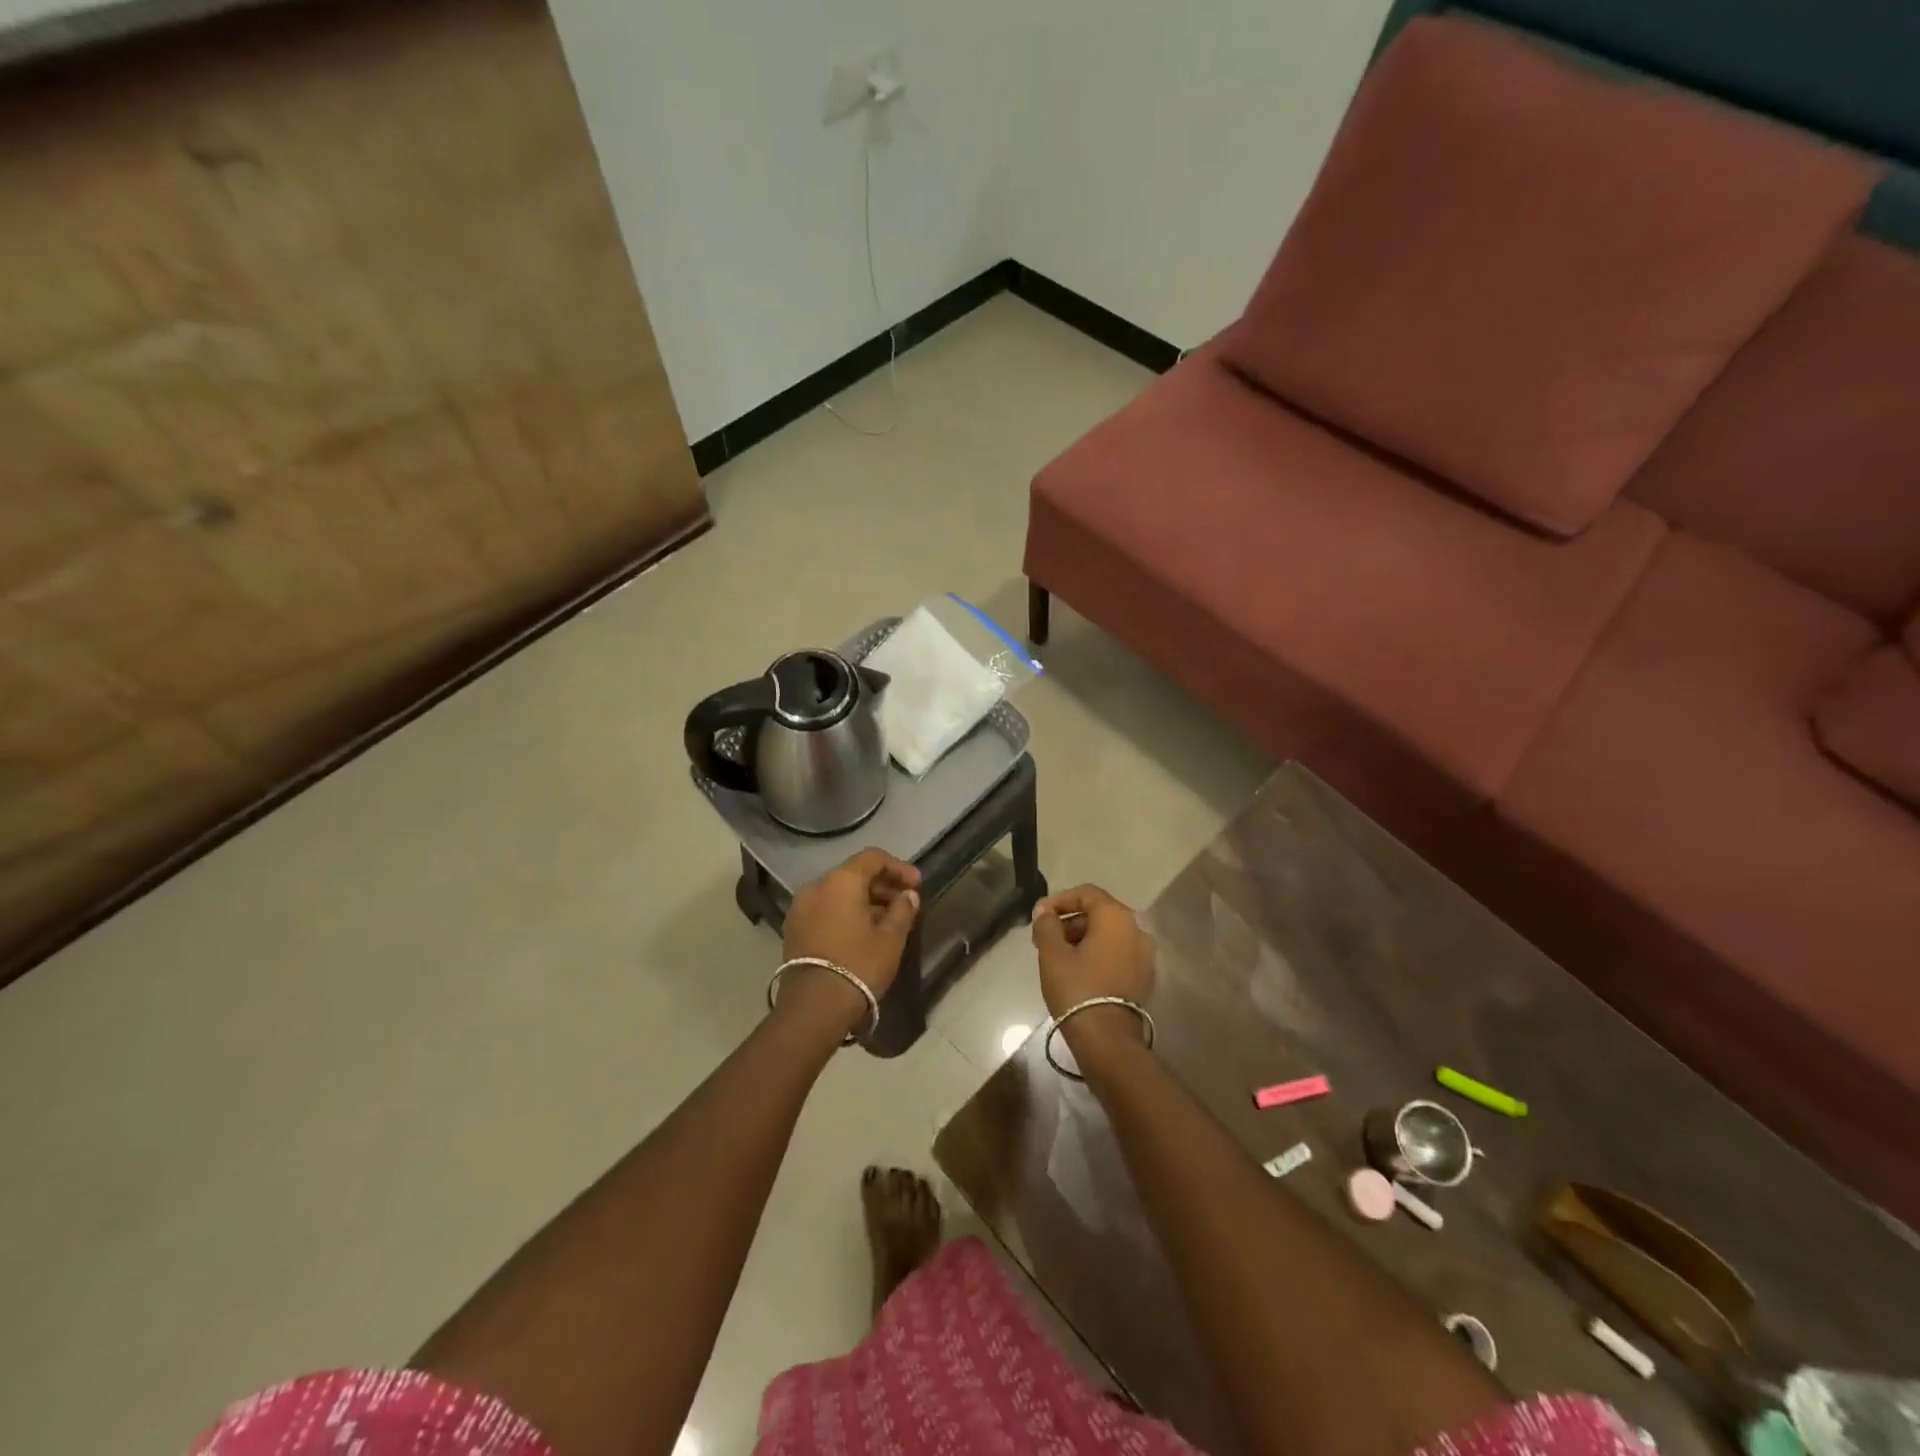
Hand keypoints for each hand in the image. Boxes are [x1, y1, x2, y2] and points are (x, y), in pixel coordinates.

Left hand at [778, 849, 921, 1032]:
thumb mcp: (890, 939)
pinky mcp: (794, 929)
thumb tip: (908, 895)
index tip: (917, 885)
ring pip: (838, 893)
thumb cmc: (858, 966)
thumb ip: (902, 910)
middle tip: (905, 903)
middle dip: (882, 885)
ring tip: (887, 920)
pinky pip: (825, 909)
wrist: (814, 1008)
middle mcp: (816, 886)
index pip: (873, 858)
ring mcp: (800, 908)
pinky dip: (845, 912)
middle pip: (854, 874)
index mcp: (840, 881)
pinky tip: (863, 932)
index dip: (898, 868)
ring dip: (864, 900)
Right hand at [1031, 884, 1154, 1052]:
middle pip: (1099, 913)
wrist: (1108, 1039)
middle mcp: (1136, 929)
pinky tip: (1078, 970)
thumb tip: (1045, 913)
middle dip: (1069, 921)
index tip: (1039, 916)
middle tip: (1044, 938)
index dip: (1059, 900)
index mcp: (1116, 917)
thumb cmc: (1077, 989)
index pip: (1086, 893)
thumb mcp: (1053, 954)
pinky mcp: (1145, 975)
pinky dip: (1098, 953)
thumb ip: (1047, 925)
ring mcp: (1145, 954)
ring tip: (1058, 956)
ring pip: (1109, 934)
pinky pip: (1118, 952)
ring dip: (1082, 938)